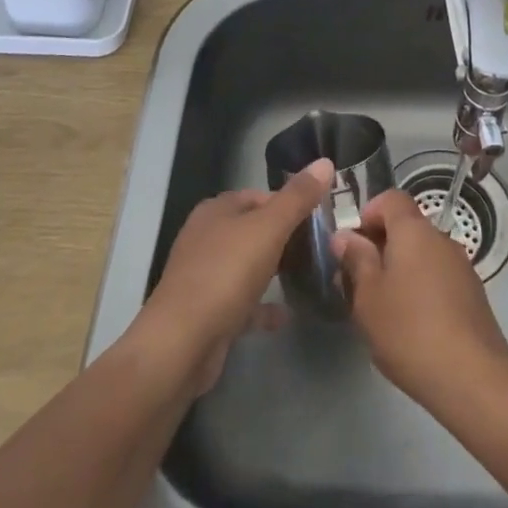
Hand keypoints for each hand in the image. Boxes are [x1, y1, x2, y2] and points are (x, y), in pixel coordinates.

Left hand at [134, 159, 331, 396]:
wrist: (182, 344)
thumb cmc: (226, 274)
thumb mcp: (269, 228)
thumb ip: (298, 197)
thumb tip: (325, 162)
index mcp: (216, 211)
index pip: (259, 196)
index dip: (289, 203)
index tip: (319, 217)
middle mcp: (206, 238)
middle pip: (253, 230)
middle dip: (284, 237)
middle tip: (319, 247)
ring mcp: (204, 276)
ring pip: (247, 266)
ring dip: (274, 270)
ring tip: (309, 276)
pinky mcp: (207, 312)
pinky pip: (242, 303)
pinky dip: (263, 307)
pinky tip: (286, 314)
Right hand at [332, 189, 507, 407]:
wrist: (472, 376)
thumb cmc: (409, 330)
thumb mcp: (368, 297)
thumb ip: (356, 260)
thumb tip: (346, 236)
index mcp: (414, 231)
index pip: (391, 199)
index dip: (368, 213)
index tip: (352, 245)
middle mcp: (441, 238)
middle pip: (407, 227)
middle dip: (380, 247)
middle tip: (358, 283)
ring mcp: (462, 266)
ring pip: (422, 255)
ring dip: (400, 270)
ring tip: (382, 309)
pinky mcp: (473, 294)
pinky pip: (438, 277)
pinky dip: (421, 288)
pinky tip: (411, 325)